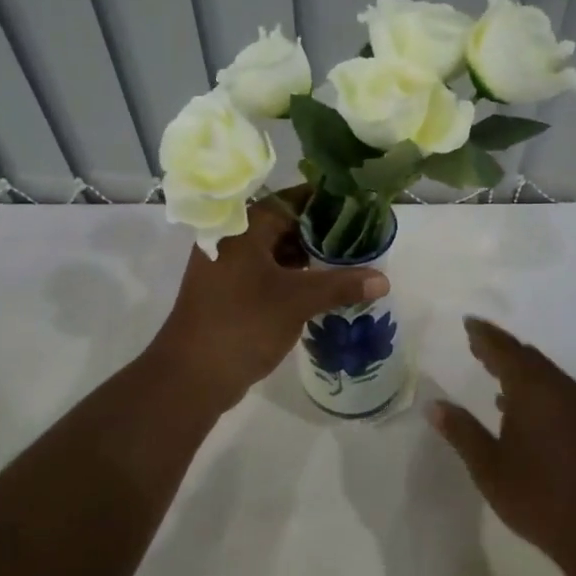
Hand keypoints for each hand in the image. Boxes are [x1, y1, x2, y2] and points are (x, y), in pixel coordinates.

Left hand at [149, 193, 389, 413]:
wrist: (191, 375)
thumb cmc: (242, 324)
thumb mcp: (297, 301)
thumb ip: (340, 286)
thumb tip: (384, 279)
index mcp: (243, 228)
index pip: (291, 200)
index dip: (325, 201)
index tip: (359, 206)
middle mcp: (232, 239)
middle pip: (284, 224)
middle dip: (321, 232)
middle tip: (360, 237)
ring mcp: (227, 267)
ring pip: (276, 251)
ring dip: (307, 257)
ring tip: (347, 262)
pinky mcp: (229, 292)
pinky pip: (267, 274)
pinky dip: (292, 277)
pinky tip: (320, 287)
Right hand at [430, 316, 575, 573]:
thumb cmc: (537, 496)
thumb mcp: (489, 466)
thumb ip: (461, 431)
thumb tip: (433, 406)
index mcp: (533, 390)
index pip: (504, 350)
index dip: (484, 335)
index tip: (468, 322)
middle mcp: (559, 388)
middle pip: (526, 356)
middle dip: (499, 346)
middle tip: (474, 340)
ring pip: (542, 371)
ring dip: (516, 364)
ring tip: (489, 364)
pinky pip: (553, 387)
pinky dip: (531, 383)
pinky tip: (514, 402)